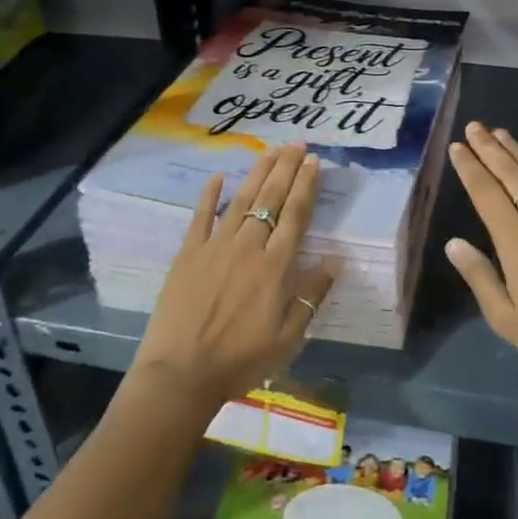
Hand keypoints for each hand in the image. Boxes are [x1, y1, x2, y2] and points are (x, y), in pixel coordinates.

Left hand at [133, 144, 337, 410]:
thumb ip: (312, 295)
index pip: (296, 214)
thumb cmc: (241, 360)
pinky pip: (201, 217)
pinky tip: (218, 176)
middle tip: (298, 143)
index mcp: (276, 265)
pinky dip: (210, 195)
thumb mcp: (289, 337)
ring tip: (271, 150)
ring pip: (242, 200)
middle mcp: (249, 246)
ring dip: (258, 172)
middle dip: (286, 168)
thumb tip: (336, 259)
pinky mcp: (188, 254)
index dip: (306, 185)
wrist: (181, 374)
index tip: (314, 161)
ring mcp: (216, 246)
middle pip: (272, 198)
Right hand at [445, 123, 517, 441]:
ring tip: (501, 132)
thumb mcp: (505, 318)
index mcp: (515, 240)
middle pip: (511, 174)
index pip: (486, 193)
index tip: (457, 146)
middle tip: (475, 126)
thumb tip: (453, 243)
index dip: (470, 167)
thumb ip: (479, 276)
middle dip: (490, 148)